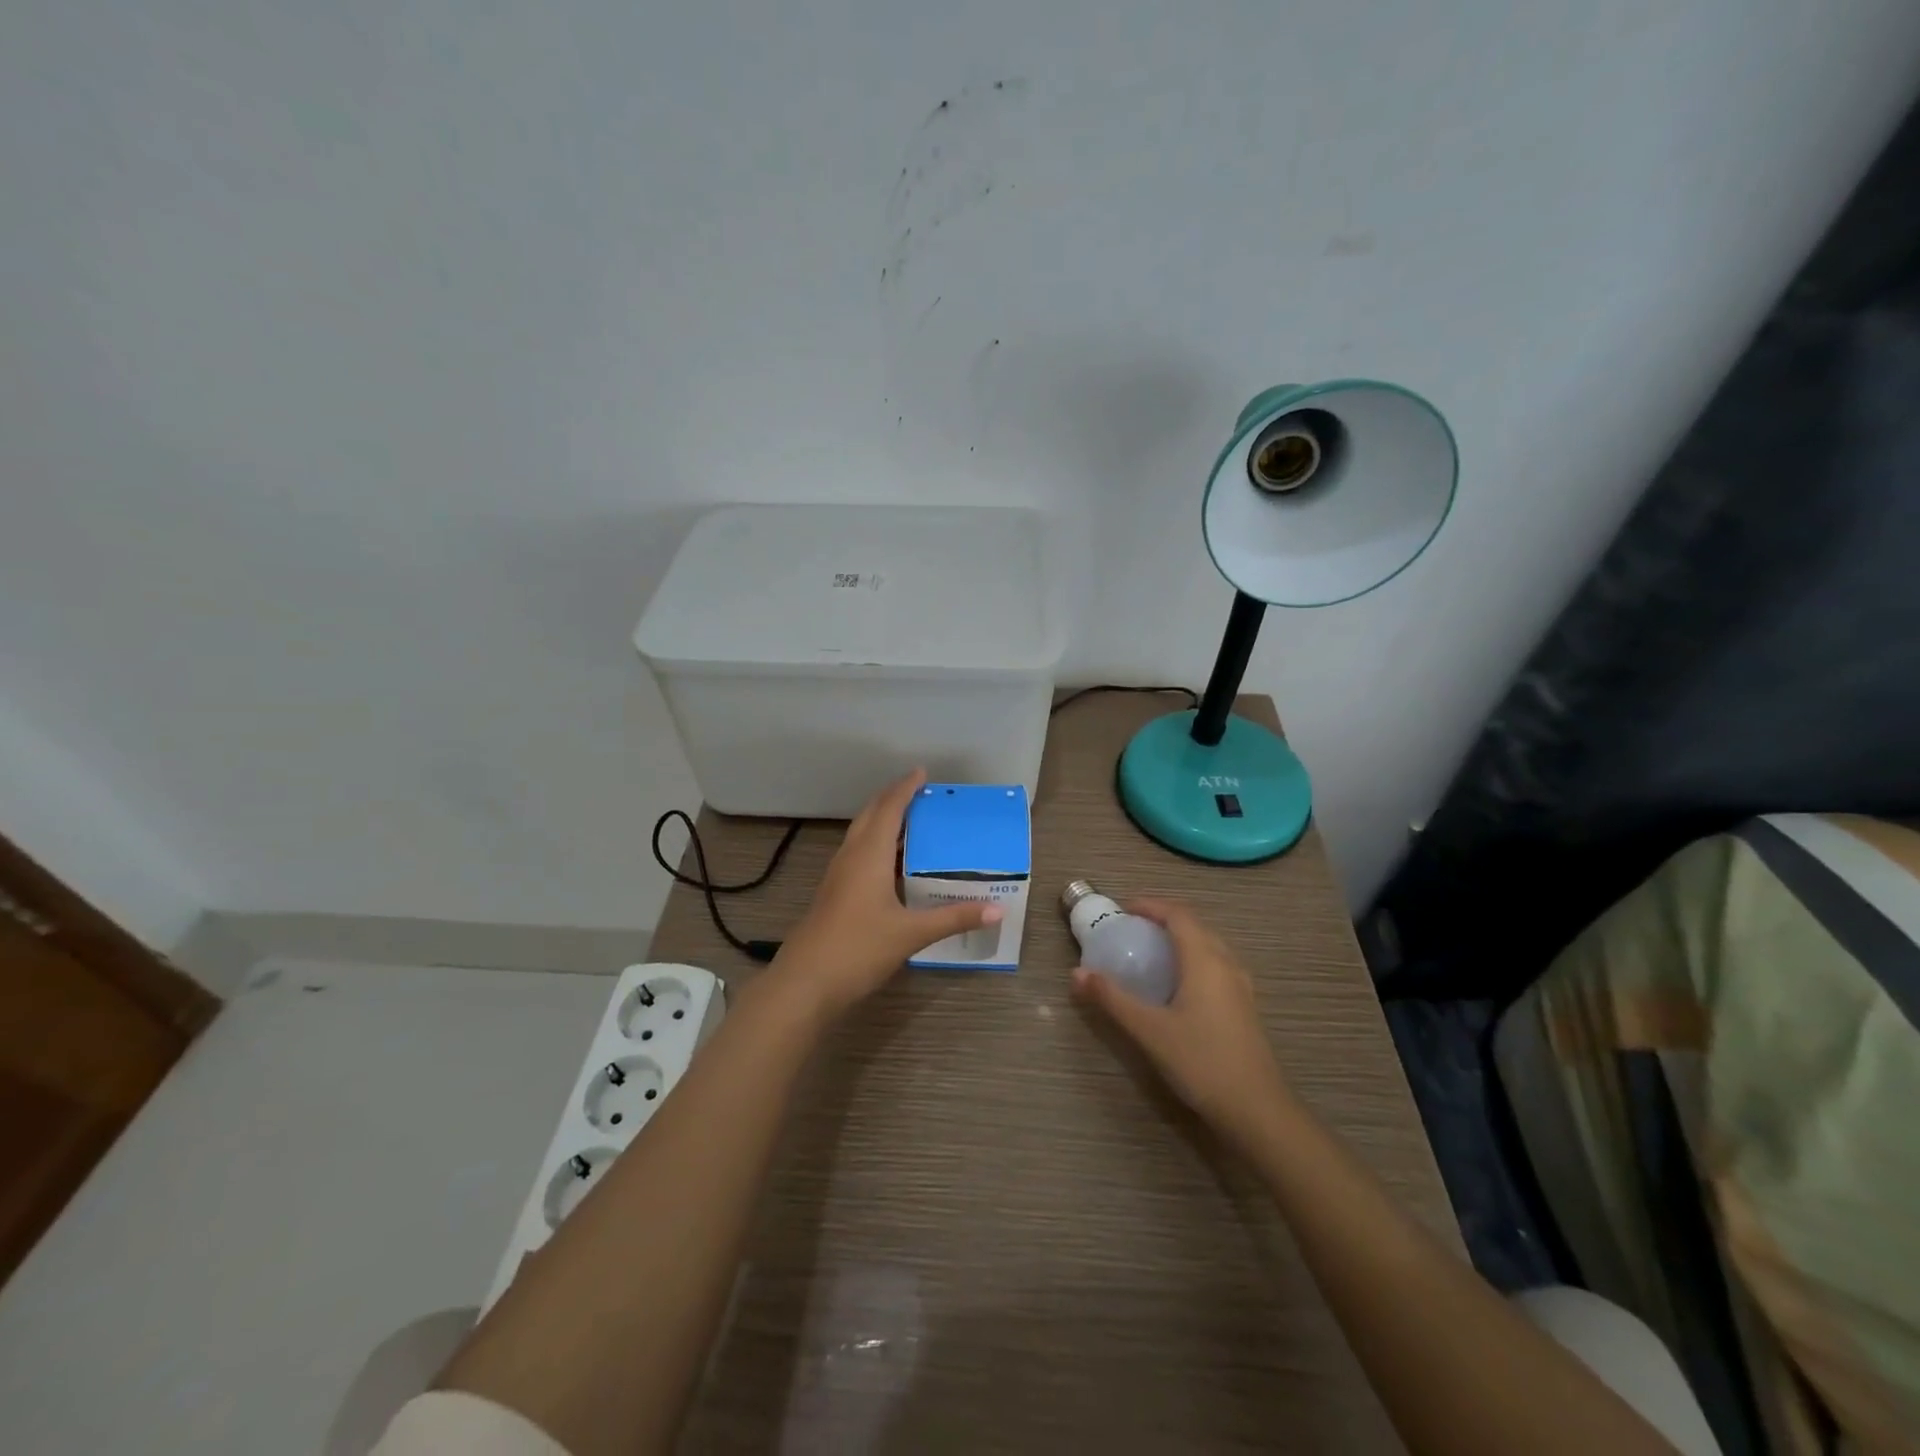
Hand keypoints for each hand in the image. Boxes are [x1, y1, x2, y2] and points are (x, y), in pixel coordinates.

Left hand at [773, 769, 1001, 1021]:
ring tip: (912, 822)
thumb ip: (954, 918)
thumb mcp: (911, 934)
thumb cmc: (858, 948)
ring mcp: (838, 875)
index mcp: (869, 855)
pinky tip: (892, 864)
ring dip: (883, 821)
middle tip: (920, 793)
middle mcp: (851, 857)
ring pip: (861, 834)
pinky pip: (858, 854)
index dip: (905, 788)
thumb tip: (998, 910)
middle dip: (893, 799)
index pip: (889, 809)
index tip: (922, 773)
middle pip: (870, 815)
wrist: (804, 983)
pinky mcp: (834, 893)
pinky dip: (877, 845)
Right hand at [1072, 899, 1293, 1148]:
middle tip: (1132, 929)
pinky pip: (1216, 965)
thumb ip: (1112, 998)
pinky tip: (1177, 985)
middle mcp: (1226, 963)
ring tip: (1151, 953)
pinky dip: (1192, 959)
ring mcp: (1240, 986)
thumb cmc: (1201, 1062)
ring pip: (1208, 945)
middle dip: (1163, 919)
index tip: (1123, 909)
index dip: (1150, 905)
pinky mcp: (1245, 1007)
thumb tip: (1076, 973)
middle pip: (1194, 925)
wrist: (1257, 1111)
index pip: (1178, 914)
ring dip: (1180, 939)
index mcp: (1204, 959)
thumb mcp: (1149, 1030)